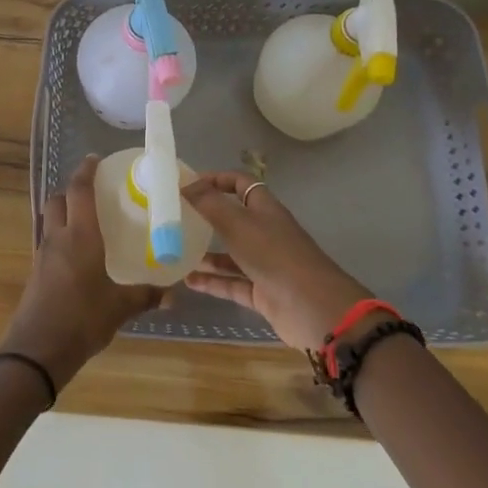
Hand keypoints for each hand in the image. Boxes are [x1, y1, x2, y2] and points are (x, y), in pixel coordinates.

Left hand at [0, 155, 162, 389]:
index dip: (86, 171)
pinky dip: (60, 238)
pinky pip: (48, 243)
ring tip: (86, 222)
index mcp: (80, 236)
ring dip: (63, 213)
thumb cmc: (82, 319)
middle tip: (92, 193)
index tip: (94, 159)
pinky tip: (76, 255)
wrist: (37, 349)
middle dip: (71, 190)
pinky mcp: (36, 273)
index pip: (79, 191)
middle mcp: (58, 238)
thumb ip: (146, 296)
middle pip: (57, 200)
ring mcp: (43, 255)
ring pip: (50, 221)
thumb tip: (173, 295)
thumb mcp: (120, 308)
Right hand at [179, 173, 372, 351]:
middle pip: (233, 219)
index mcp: (265, 209)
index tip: (187, 184)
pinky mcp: (262, 293)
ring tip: (174, 251)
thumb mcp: (238, 224)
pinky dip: (211, 282)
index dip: (216, 179)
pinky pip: (232, 283)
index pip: (240, 184)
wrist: (313, 308)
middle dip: (206, 217)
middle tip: (174, 218)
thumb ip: (209, 203)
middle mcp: (265, 233)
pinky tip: (187, 281)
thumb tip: (184, 184)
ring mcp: (265, 264)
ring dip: (205, 252)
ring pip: (230, 254)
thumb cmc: (275, 255)